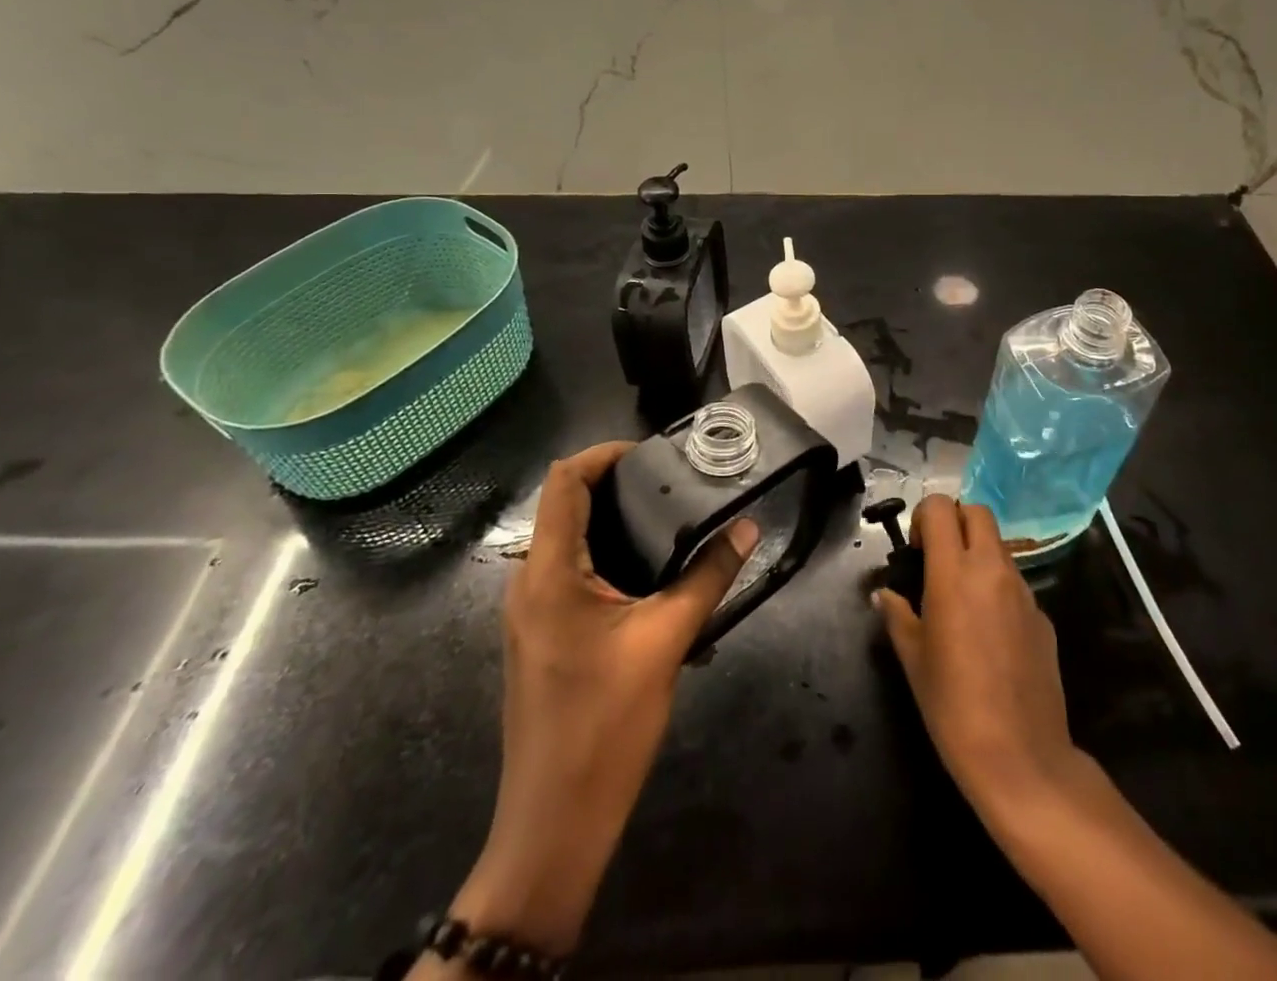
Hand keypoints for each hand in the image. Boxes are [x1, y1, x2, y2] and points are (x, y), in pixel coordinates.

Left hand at [439, 442, 757, 959]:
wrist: (556, 822)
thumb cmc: (606, 724)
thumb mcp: (667, 640)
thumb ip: (708, 576)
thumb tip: (747, 528)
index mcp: (549, 572)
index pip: (564, 482)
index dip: (603, 454)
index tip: (652, 454)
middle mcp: (529, 583)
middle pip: (565, 506)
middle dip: (614, 484)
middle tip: (672, 482)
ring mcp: (531, 613)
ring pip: (567, 541)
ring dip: (612, 521)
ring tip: (669, 518)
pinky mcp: (543, 636)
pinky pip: (570, 574)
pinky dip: (606, 556)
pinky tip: (650, 573)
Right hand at [875, 494, 1078, 815]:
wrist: (1021, 756)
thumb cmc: (952, 705)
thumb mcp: (912, 659)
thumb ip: (897, 615)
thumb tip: (883, 595)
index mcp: (954, 573)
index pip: (941, 507)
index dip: (924, 517)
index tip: (915, 550)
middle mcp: (992, 570)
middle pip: (977, 512)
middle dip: (955, 522)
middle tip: (938, 560)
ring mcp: (1024, 591)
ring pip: (999, 545)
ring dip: (978, 553)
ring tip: (961, 598)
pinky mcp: (1043, 616)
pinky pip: (1016, 582)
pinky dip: (998, 587)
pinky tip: (989, 632)